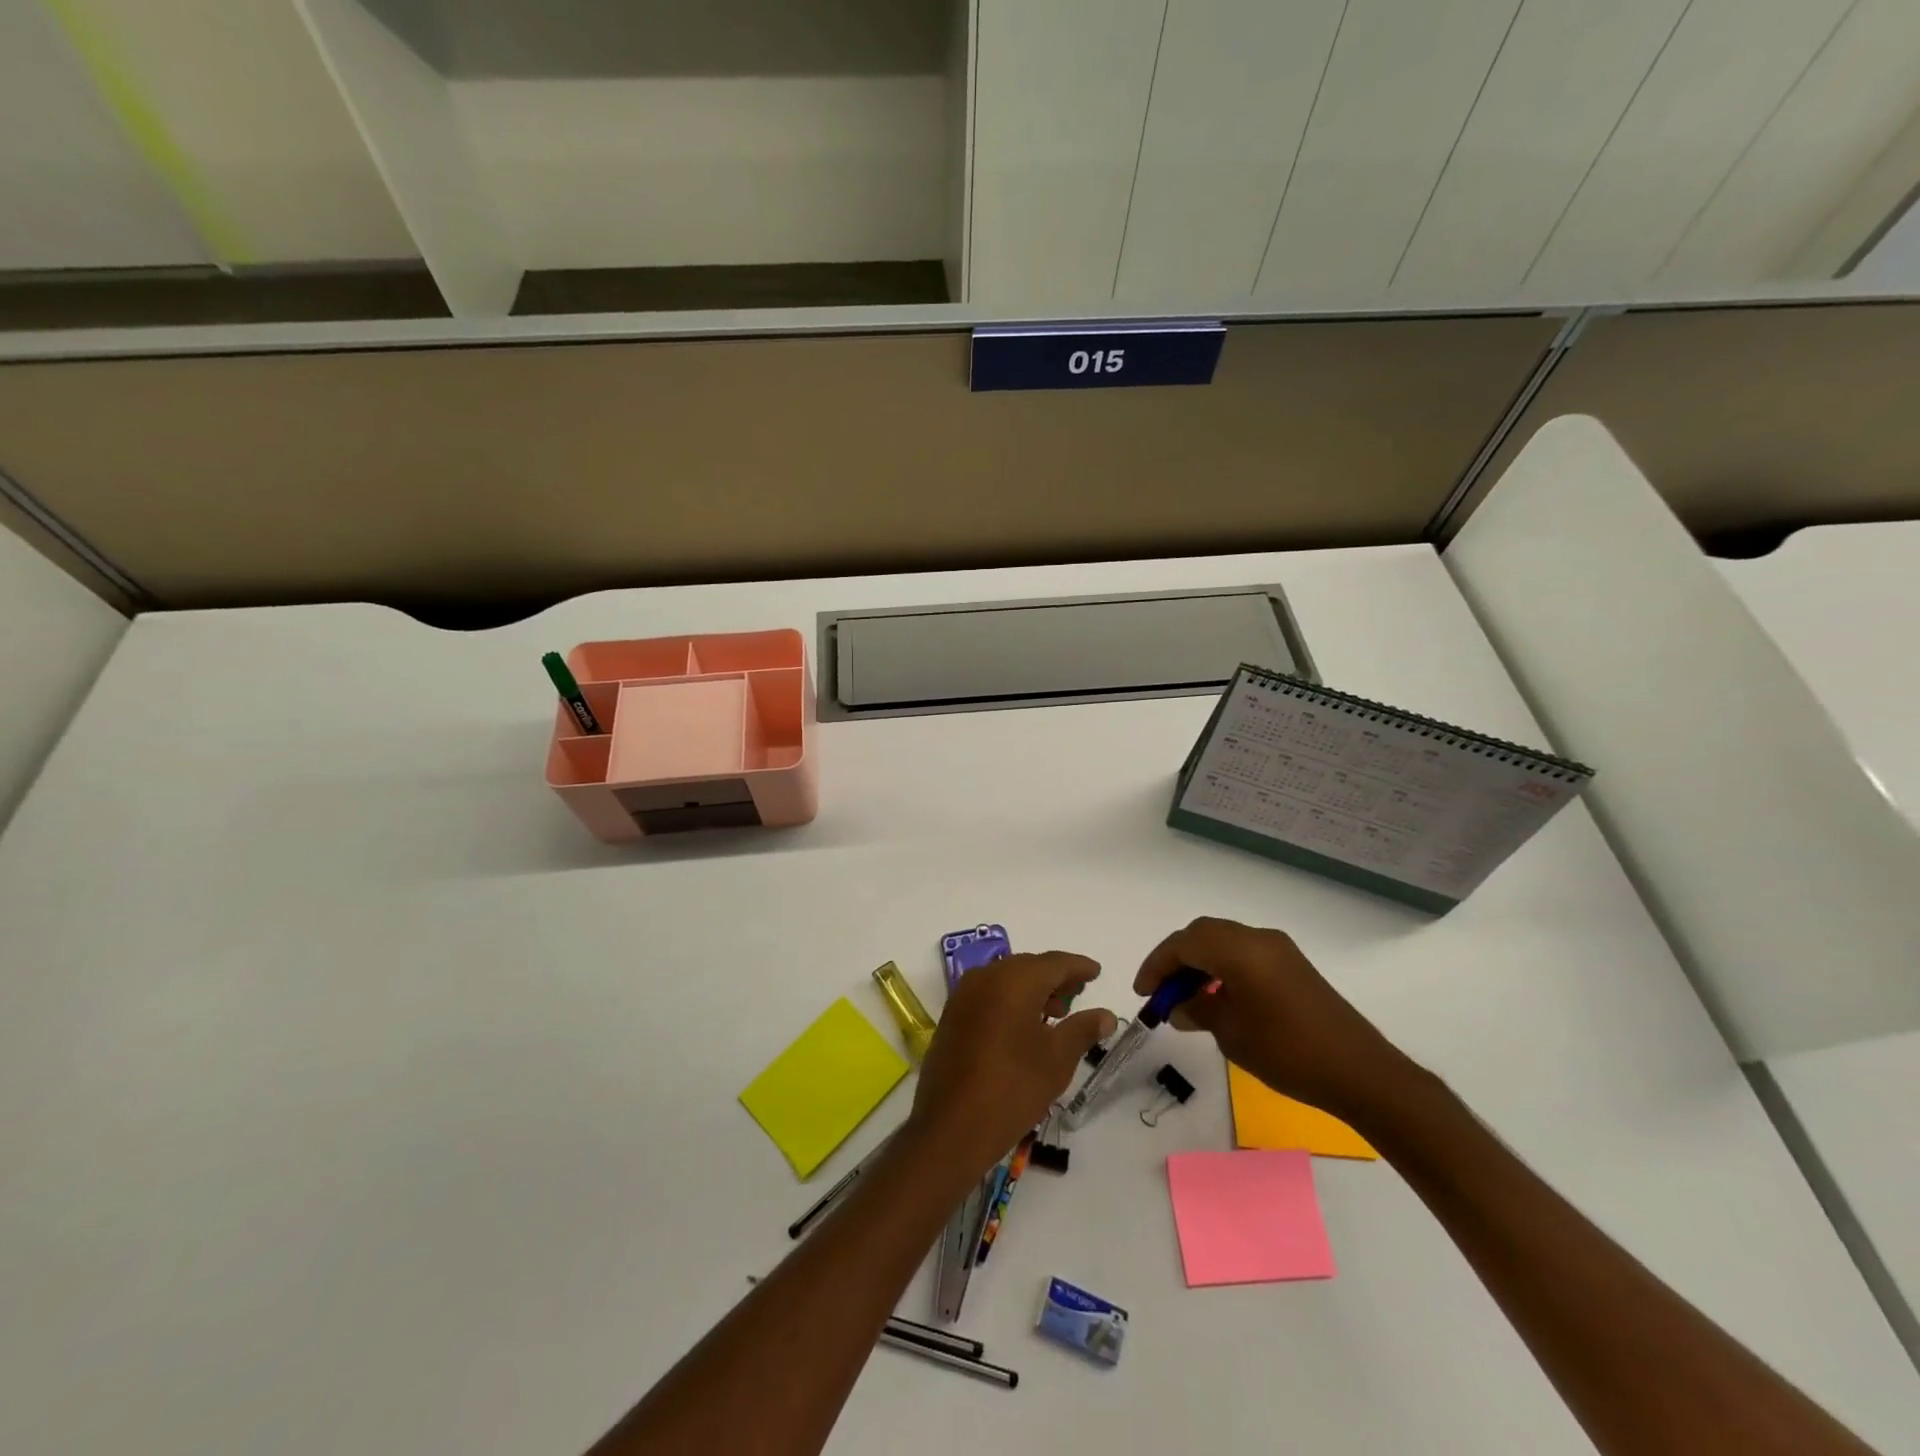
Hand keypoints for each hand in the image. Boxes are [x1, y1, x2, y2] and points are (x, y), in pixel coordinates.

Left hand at [908, 952, 1115, 1179]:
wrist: (951, 1127)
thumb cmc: (1012, 1088)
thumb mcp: (1057, 1059)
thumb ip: (1083, 1029)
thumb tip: (1105, 1014)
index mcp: (1013, 980)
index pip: (1054, 962)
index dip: (1078, 967)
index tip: (1096, 972)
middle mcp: (985, 977)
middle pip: (1028, 967)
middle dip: (1055, 978)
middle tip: (1078, 994)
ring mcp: (964, 996)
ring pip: (1006, 980)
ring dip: (1032, 989)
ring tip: (1056, 1014)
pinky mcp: (952, 1016)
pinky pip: (988, 995)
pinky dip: (1010, 1001)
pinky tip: (1024, 1026)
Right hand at [1135, 917, 1413, 1122]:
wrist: (1360, 1072)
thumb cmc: (1287, 1051)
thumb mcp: (1231, 1033)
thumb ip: (1198, 1010)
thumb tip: (1178, 1006)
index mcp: (1239, 949)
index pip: (1184, 943)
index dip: (1157, 965)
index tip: (1143, 993)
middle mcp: (1258, 938)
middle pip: (1203, 934)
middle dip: (1176, 959)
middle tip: (1161, 992)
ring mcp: (1279, 950)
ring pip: (1224, 941)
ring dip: (1200, 963)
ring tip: (1187, 998)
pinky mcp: (1293, 965)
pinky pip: (1245, 953)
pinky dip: (1223, 967)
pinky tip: (1219, 997)